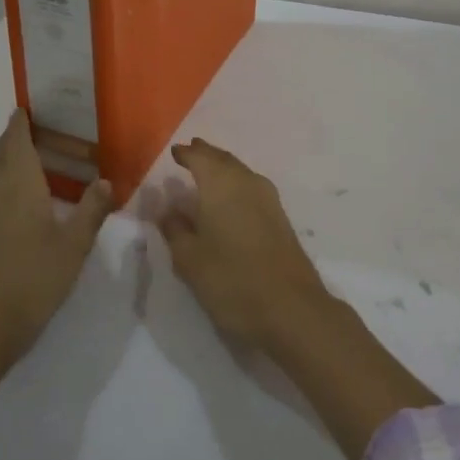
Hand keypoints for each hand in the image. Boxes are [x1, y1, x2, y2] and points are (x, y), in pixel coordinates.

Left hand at [0, 110, 112, 370]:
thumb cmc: (32, 282)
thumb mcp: (73, 248)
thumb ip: (91, 211)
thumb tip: (106, 180)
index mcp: (19, 187)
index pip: (16, 143)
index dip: (19, 125)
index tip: (24, 110)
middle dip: (10, 140)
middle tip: (30, 133)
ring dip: (0, 162)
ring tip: (21, 164)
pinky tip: (8, 205)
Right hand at [158, 138, 331, 350]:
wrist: (292, 309)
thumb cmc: (232, 280)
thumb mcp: (190, 260)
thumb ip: (175, 230)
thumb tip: (167, 208)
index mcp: (221, 185)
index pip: (200, 158)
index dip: (186, 153)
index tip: (175, 151)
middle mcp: (247, 183)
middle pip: (224, 160)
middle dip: (206, 154)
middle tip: (191, 151)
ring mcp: (268, 200)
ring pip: (241, 172)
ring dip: (223, 168)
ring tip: (208, 170)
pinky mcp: (280, 218)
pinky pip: (252, 187)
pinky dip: (236, 184)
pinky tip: (231, 198)